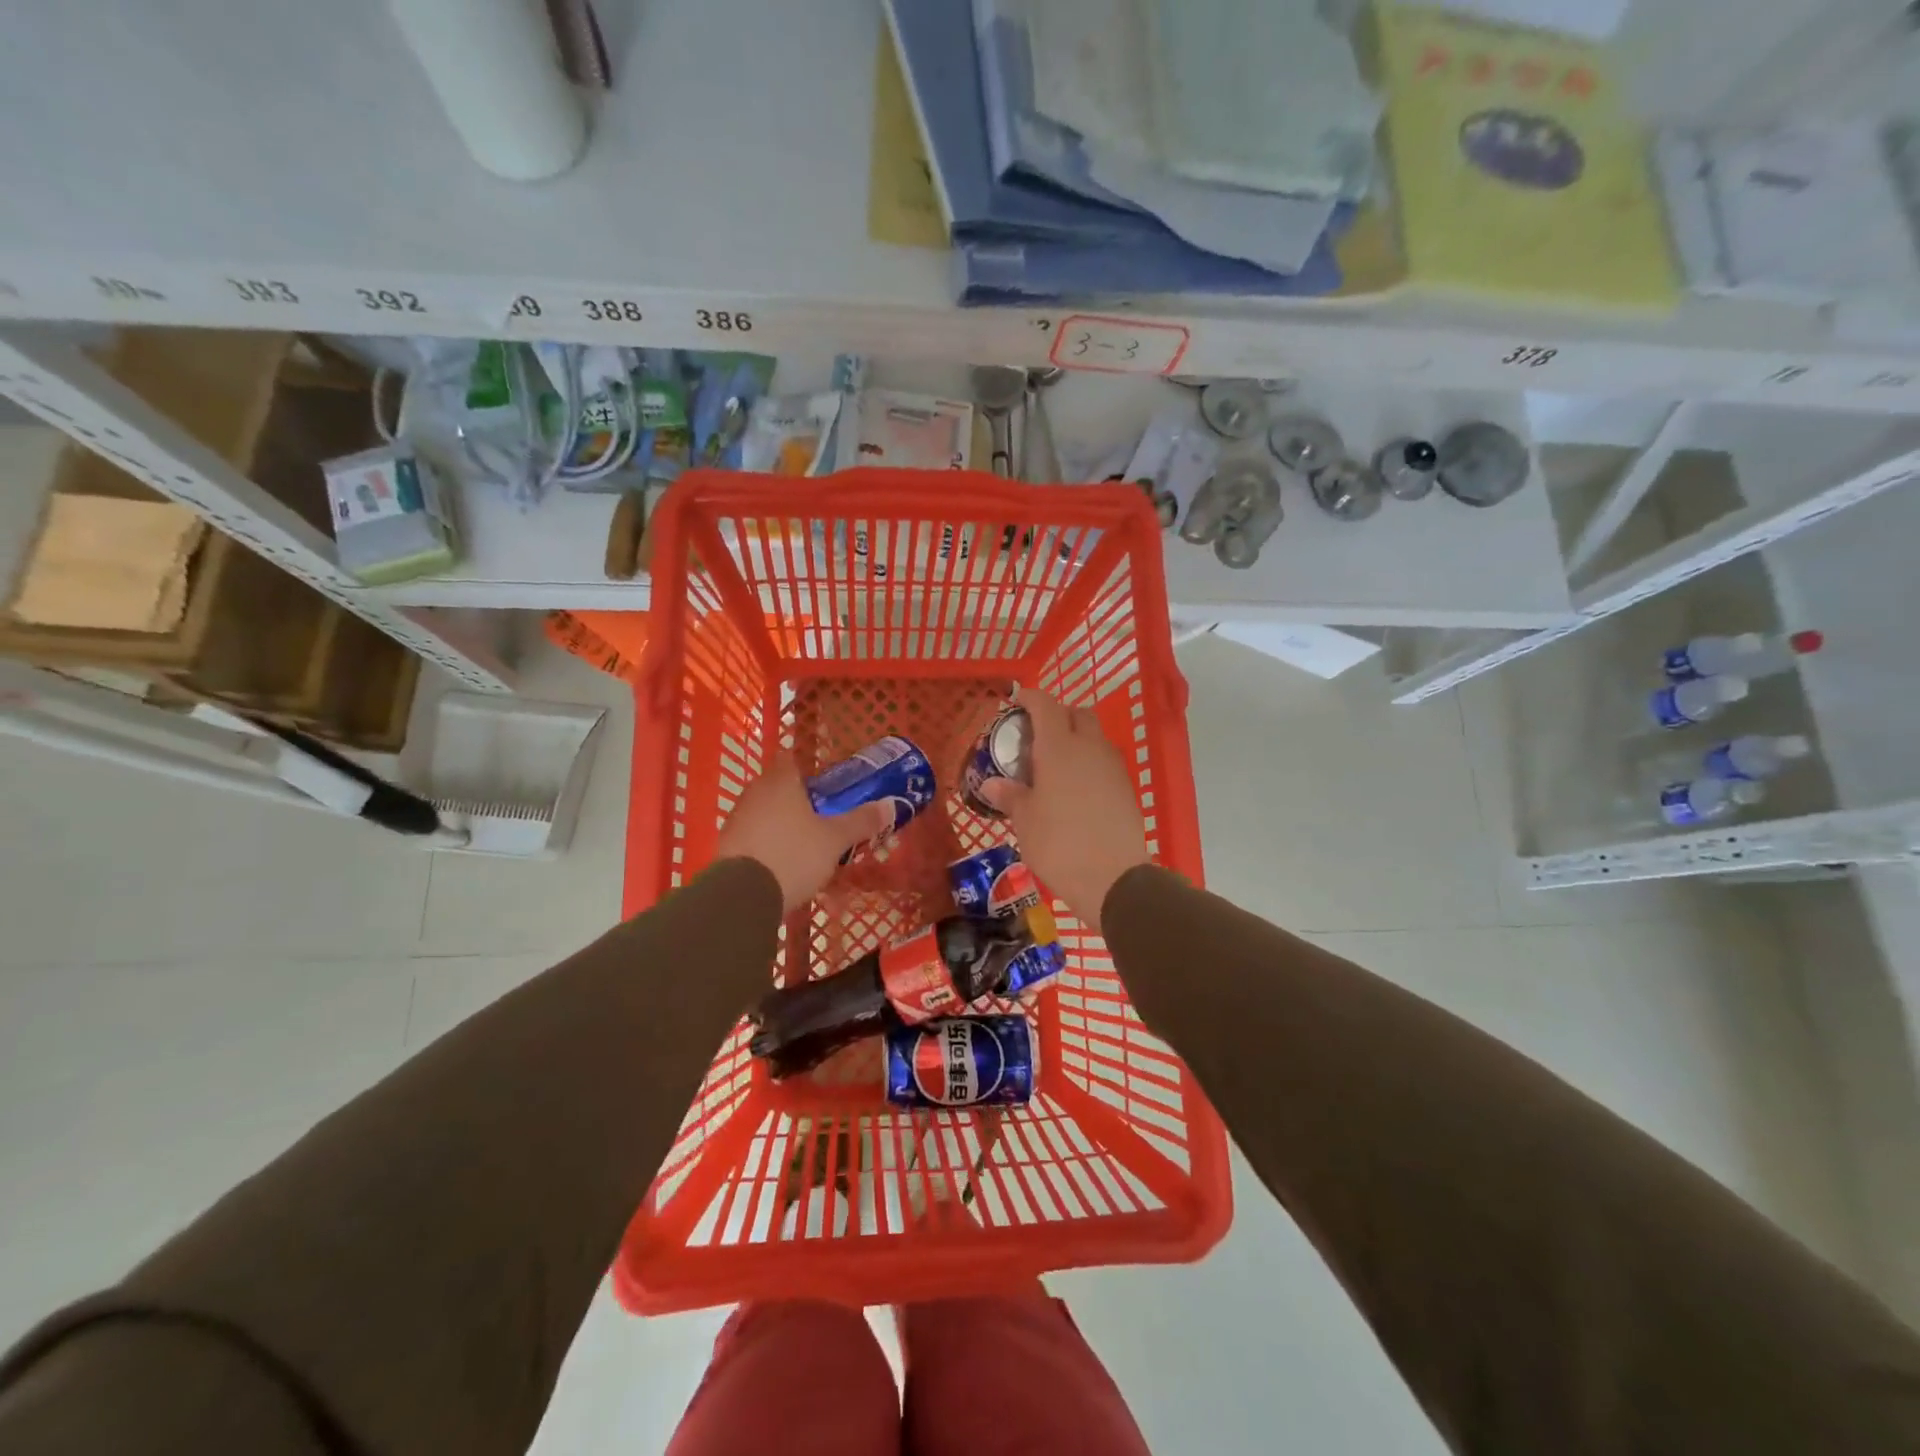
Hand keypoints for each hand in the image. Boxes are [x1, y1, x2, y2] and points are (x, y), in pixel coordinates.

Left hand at [715, 754, 891, 914]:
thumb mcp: (835, 840)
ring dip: (780, 822)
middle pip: (777, 786)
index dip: (807, 768)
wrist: (742, 897)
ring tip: (805, 843)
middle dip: (797, 798)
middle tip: (822, 815)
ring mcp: (736, 819)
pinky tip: (781, 863)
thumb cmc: (794, 855)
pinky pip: (752, 836)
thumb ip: (861, 821)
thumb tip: (890, 805)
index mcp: (781, 782)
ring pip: (763, 812)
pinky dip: (766, 843)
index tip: (825, 784)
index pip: (790, 759)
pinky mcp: (726, 846)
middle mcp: (754, 793)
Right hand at [978, 687, 1147, 932]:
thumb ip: (1010, 796)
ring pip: (1095, 737)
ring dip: (1076, 739)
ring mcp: (1113, 767)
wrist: (1114, 879)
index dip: (1030, 698)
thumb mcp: (1025, 821)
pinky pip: (1104, 761)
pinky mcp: (1127, 788)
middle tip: (1035, 736)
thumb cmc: (1059, 844)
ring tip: (1054, 765)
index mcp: (1059, 747)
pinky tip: (1075, 789)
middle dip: (1057, 715)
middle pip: (1077, 714)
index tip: (1016, 702)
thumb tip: (993, 784)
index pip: (1045, 705)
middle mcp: (1089, 747)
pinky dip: (1089, 762)